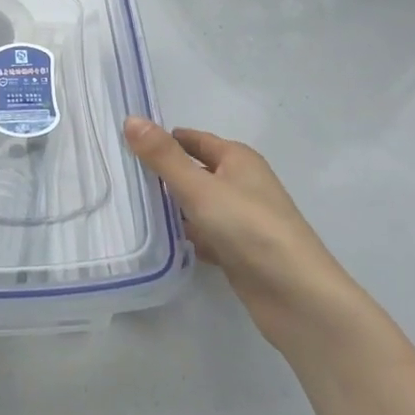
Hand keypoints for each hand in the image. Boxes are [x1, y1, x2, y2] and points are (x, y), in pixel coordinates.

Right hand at [124, 117, 354, 349]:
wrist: (296, 296)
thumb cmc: (249, 228)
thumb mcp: (199, 187)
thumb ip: (163, 157)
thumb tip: (131, 119)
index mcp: (238, 159)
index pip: (193, 139)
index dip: (163, 139)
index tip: (126, 143)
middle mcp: (242, 183)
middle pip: (195, 171)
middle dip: (163, 173)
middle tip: (119, 176)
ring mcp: (242, 219)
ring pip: (198, 204)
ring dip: (172, 206)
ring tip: (129, 206)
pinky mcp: (239, 251)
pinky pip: (205, 233)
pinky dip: (186, 235)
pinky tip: (160, 241)